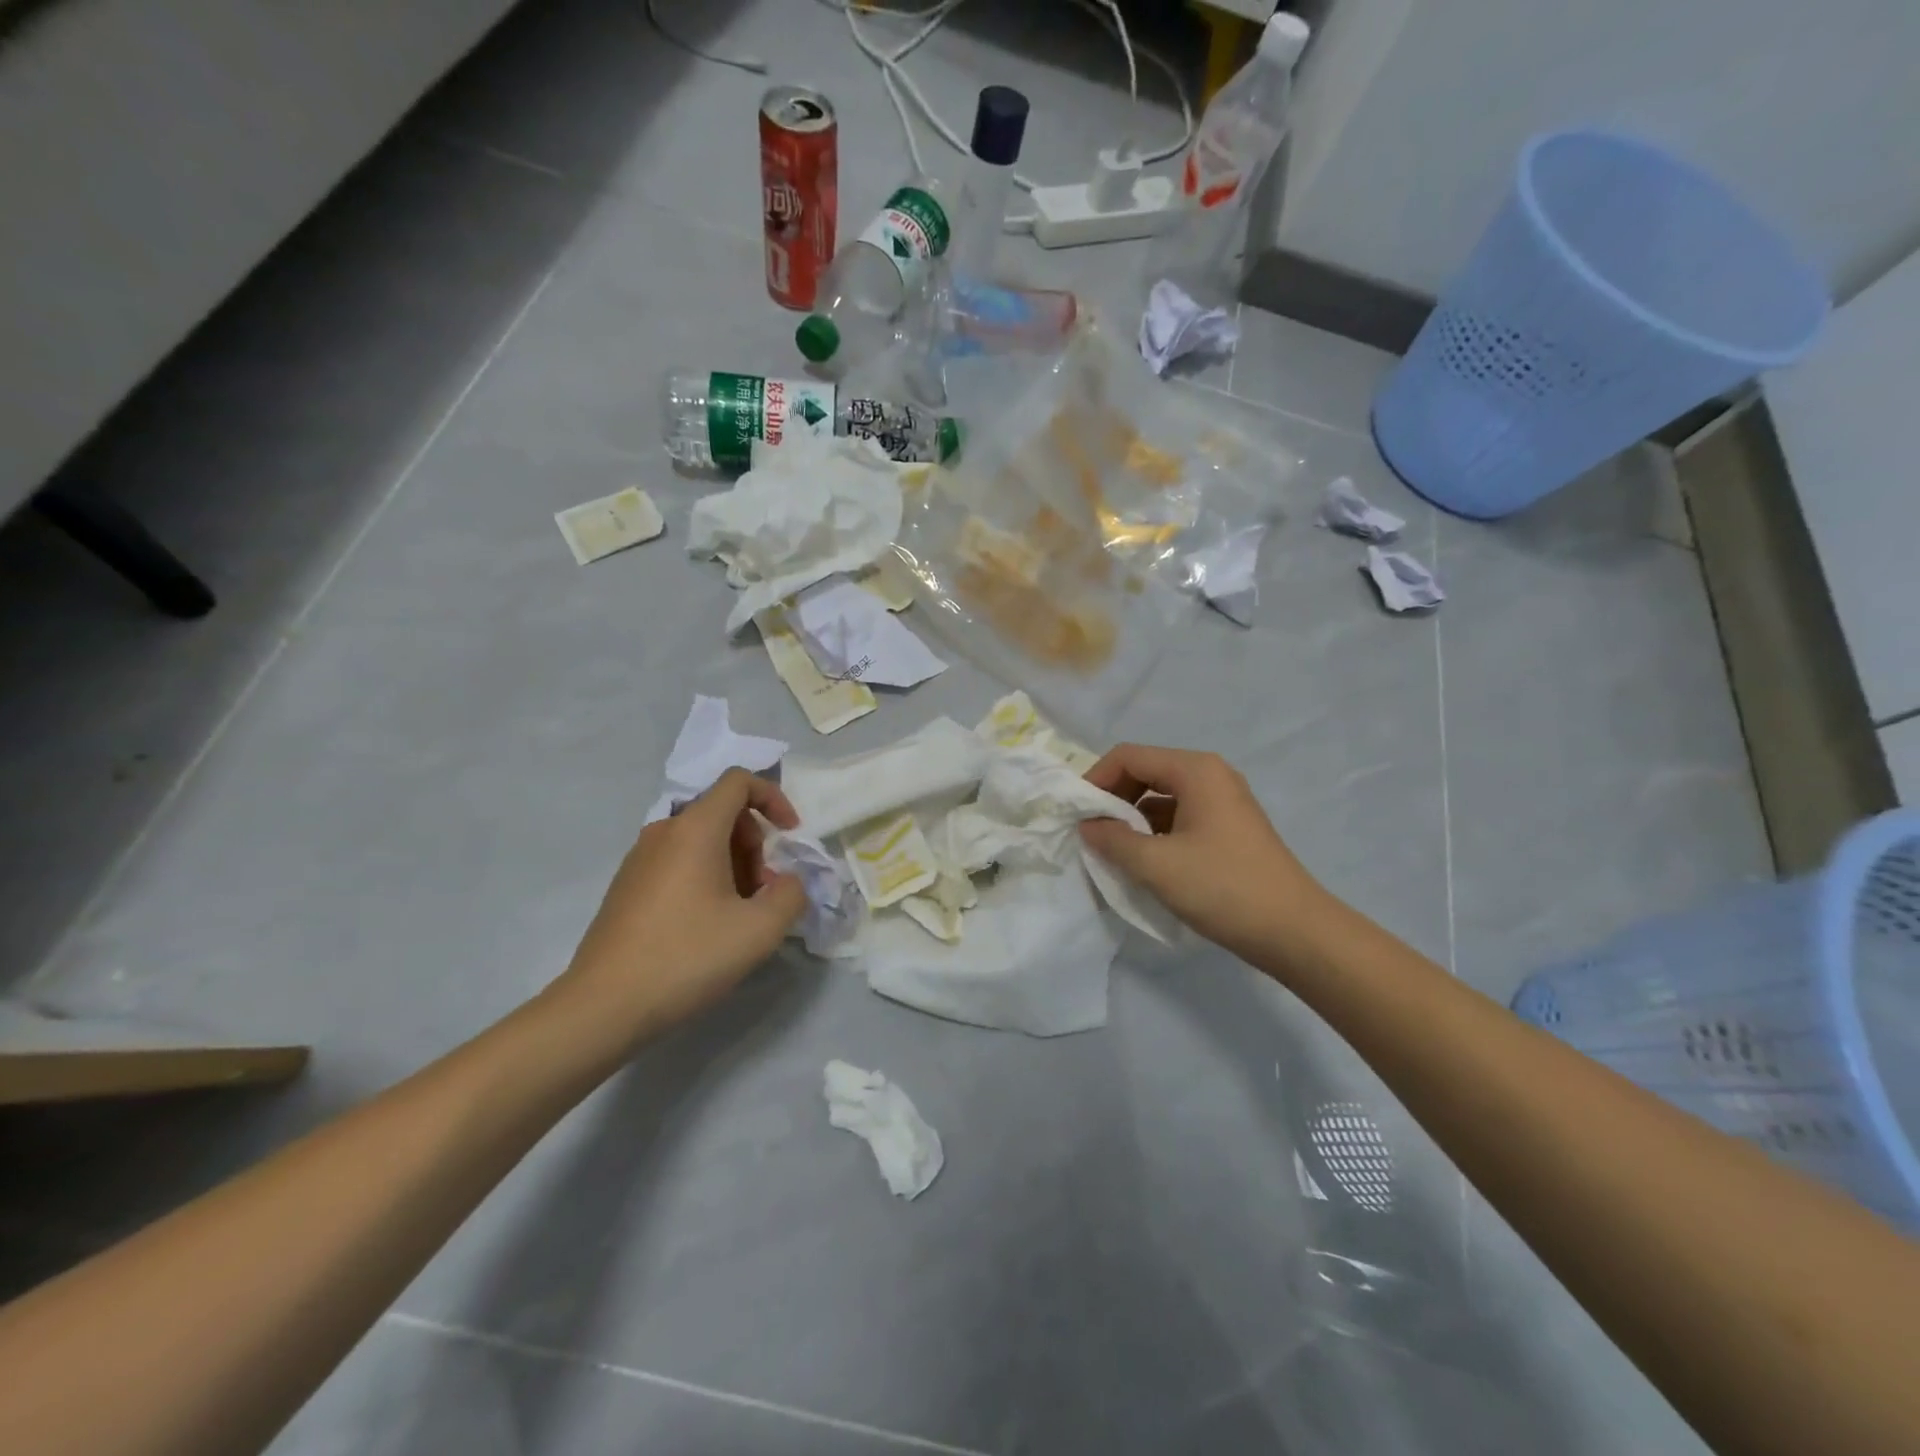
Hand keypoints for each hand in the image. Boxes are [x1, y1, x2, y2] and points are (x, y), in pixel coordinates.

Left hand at [556, 770, 807, 1045]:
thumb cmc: (687, 957)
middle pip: (722, 813)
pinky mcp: (626, 887)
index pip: (738, 781)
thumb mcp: (760, 930)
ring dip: (733, 864)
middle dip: (755, 844)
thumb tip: (788, 883)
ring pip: (700, 841)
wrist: (602, 1007)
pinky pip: (677, 862)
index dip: (773, 798)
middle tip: (764, 892)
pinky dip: (705, 878)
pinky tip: (707, 927)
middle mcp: (663, 832)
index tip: (790, 835)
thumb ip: (792, 895)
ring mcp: (639, 859)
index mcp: (695, 829)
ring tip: (739, 915)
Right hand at [1078, 743, 1325, 960]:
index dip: (1095, 780)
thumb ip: (1112, 840)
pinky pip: (1179, 816)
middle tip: (1092, 832)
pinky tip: (1145, 861)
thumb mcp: (1156, 865)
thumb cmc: (1223, 888)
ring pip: (1161, 796)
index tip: (1076, 813)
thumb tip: (1087, 826)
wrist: (1294, 931)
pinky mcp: (1228, 828)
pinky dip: (1155, 832)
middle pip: (1145, 771)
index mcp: (1195, 770)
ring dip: (1132, 818)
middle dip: (1113, 798)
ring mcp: (1223, 801)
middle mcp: (1210, 775)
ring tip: (1113, 850)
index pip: (1128, 756)